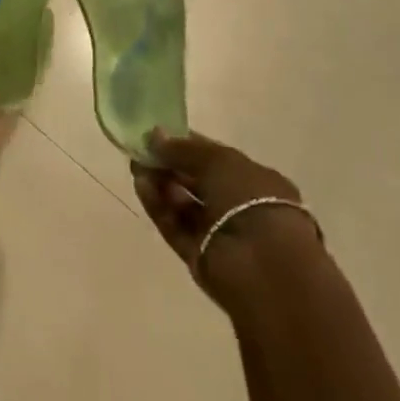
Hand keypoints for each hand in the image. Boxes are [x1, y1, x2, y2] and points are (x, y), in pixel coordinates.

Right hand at [132, 132, 321, 309]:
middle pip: (196, 182)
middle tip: (141, 151)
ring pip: (182, 204)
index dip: (186, 145)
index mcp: (256, 181)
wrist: (263, 265)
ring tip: (136, 168)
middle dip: (168, 165)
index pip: (215, 159)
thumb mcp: (218, 160)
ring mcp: (219, 233)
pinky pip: (174, 225)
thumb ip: (182, 148)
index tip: (157, 136)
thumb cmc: (250, 200)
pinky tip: (140, 186)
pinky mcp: (199, 256)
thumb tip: (153, 136)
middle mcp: (239, 206)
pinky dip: (157, 206)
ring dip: (160, 184)